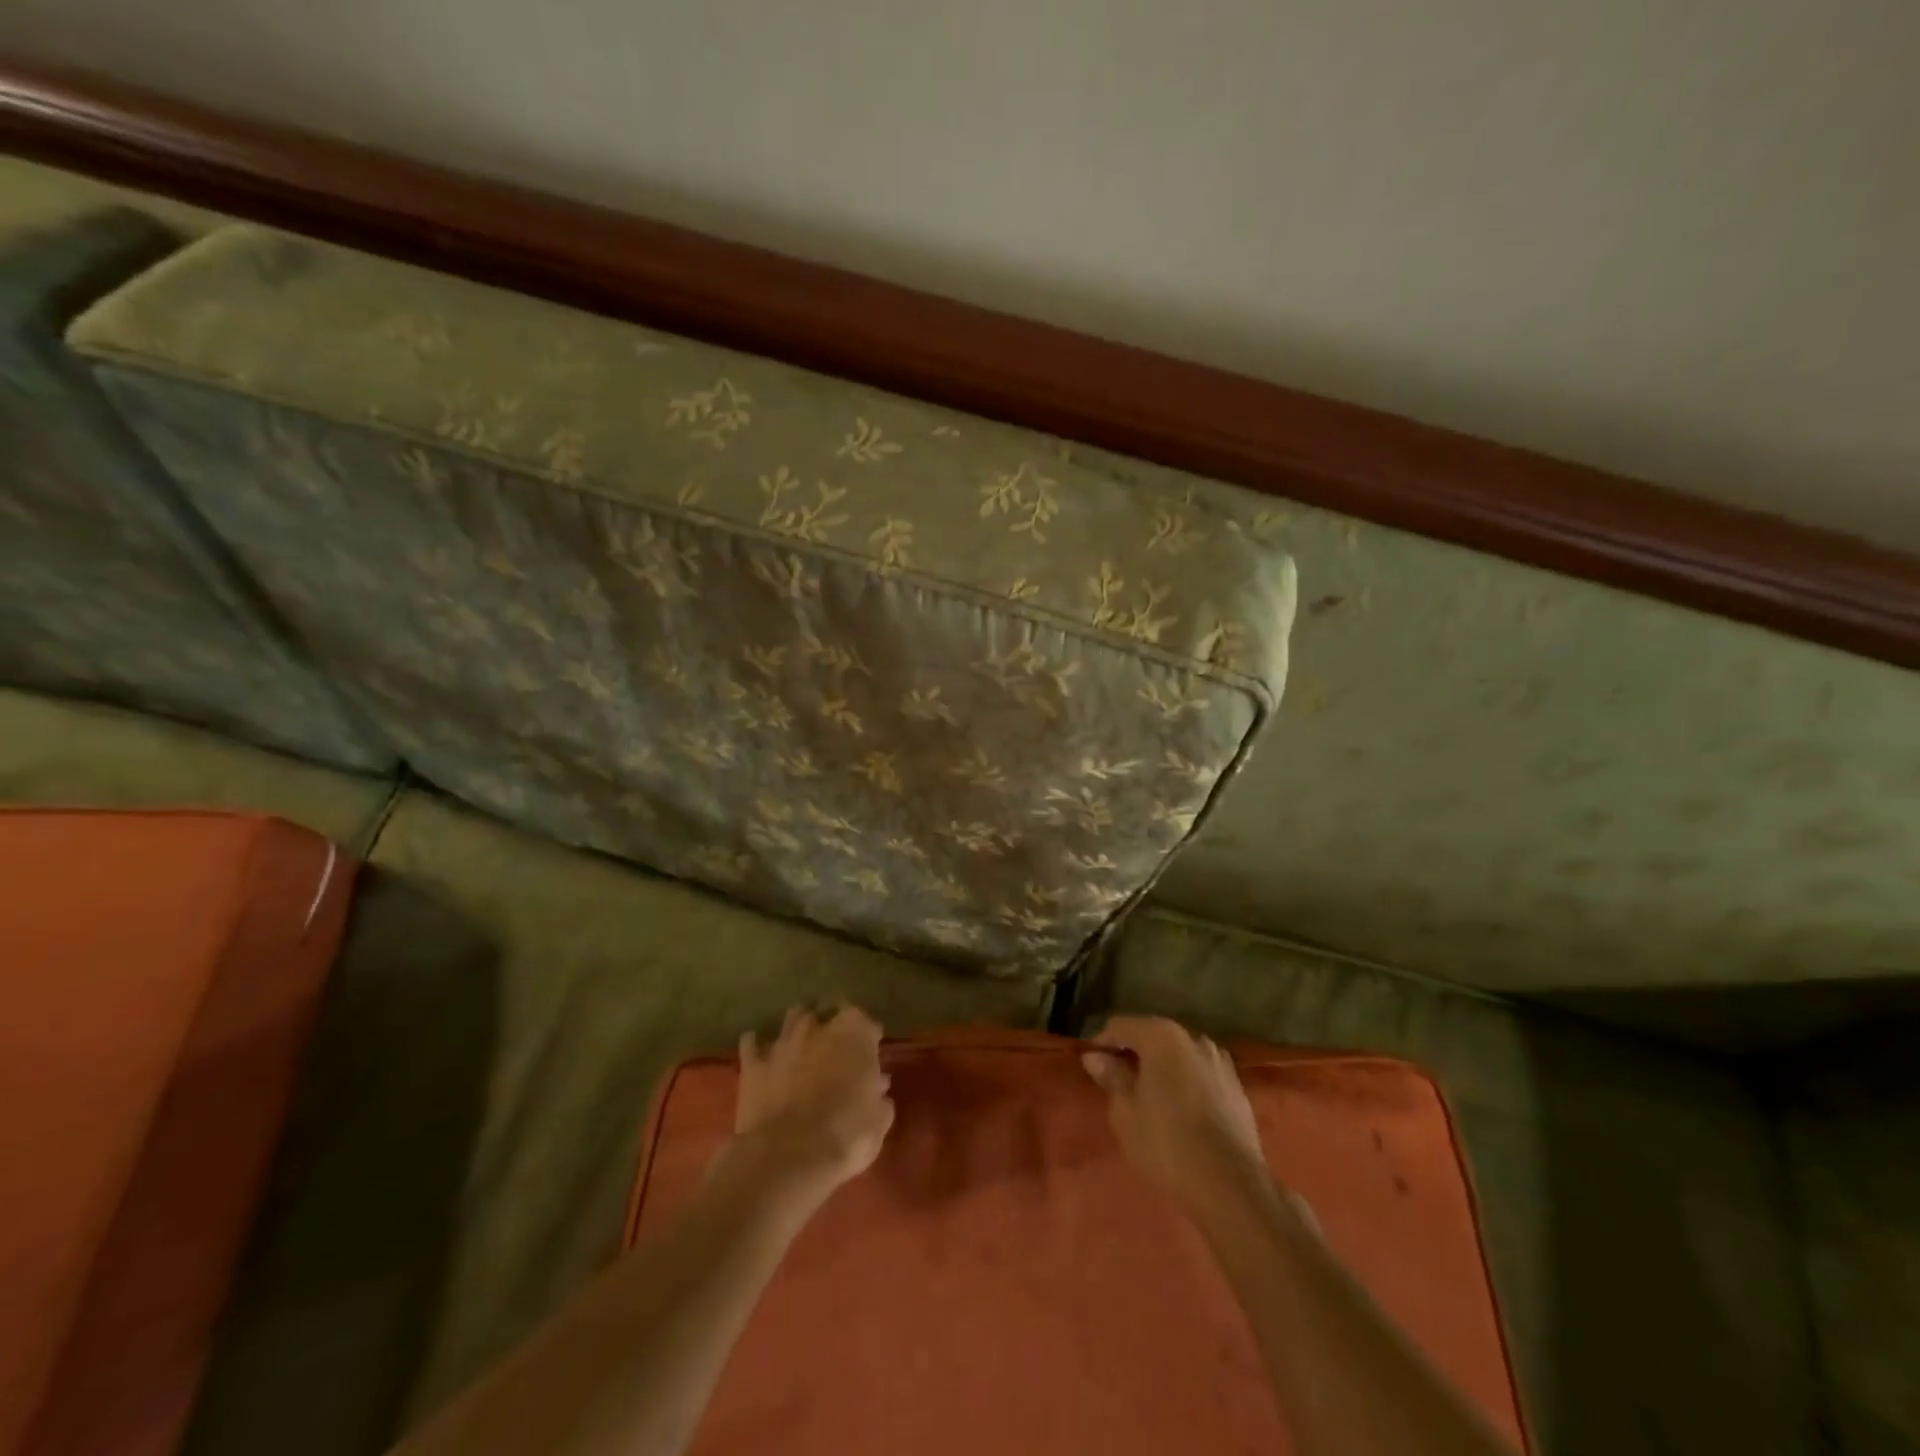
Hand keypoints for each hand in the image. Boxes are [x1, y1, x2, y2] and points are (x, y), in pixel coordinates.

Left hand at [725, 1005, 894, 1208]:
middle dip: (831, 1020)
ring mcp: (783, 1041)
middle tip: (836, 1041)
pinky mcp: (753, 1064)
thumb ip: (879, 1097)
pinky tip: (762, 1054)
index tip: (871, 1049)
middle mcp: (818, 1026)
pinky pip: (752, 1043)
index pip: (866, 1021)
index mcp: (854, 1033)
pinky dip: (758, 1045)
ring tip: (803, 1041)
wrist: (789, 1157)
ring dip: (799, 1026)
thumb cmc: (846, 1135)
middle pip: (826, 1009)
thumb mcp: (878, 1121)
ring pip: (792, 1017)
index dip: (868, 1035)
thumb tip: (878, 1087)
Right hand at [1083, 1016, 1266, 1211]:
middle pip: (1152, 1036)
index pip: (1121, 1026)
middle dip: (1133, 1054)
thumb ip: (1111, 1076)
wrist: (1231, 1185)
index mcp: (1162, 1036)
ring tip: (1148, 1098)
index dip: (1102, 1043)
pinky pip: (1199, 1074)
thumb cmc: (1167, 1143)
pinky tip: (1178, 1110)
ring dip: (1160, 1068)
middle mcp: (1193, 1037)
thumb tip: (1095, 1056)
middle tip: (1116, 1083)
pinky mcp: (1237, 1086)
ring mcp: (1220, 1061)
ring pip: (1178, 1055)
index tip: (1092, 1067)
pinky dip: (1184, 1082)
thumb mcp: (1125, 1112)